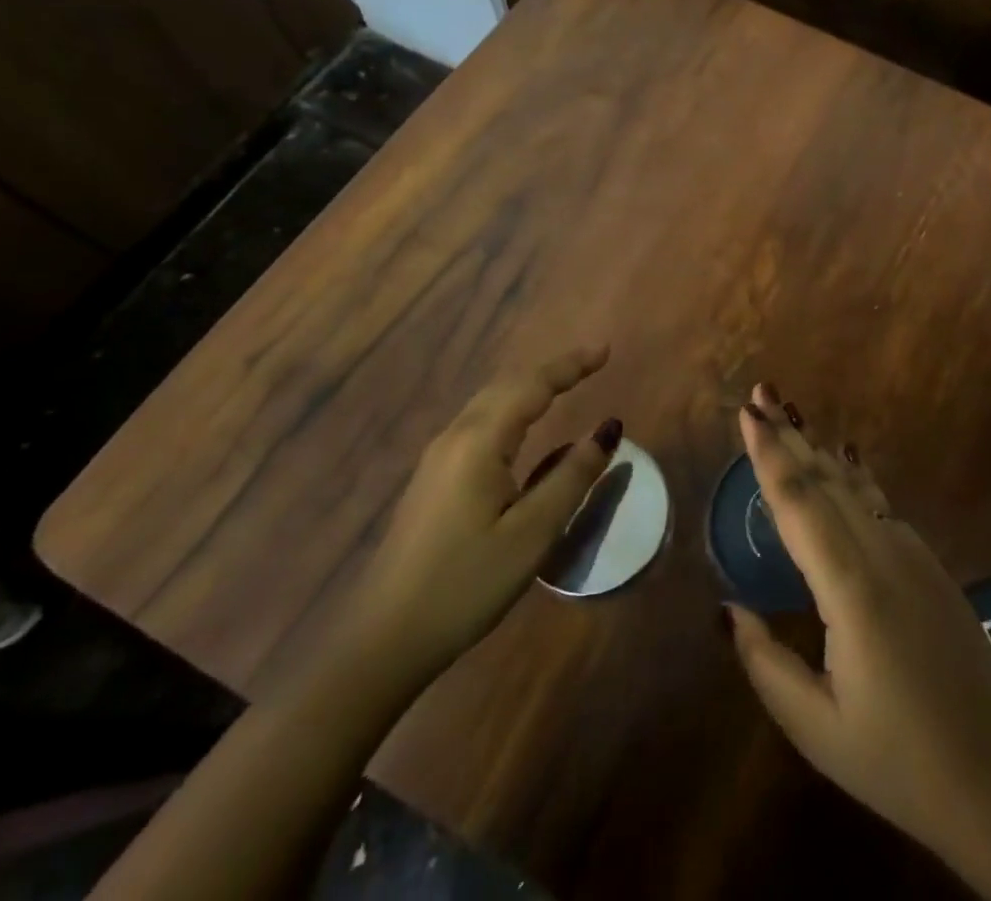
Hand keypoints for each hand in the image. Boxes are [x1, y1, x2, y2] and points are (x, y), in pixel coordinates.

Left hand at [341, 346, 620, 681]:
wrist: (382, 641)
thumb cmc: (465, 584)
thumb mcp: (533, 533)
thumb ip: (572, 476)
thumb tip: (608, 428)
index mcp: (480, 442)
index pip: (532, 385)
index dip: (571, 365)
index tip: (606, 350)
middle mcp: (455, 438)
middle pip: (507, 385)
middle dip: (551, 370)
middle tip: (592, 362)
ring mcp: (437, 459)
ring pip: (489, 402)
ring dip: (529, 387)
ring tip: (564, 384)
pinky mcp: (432, 480)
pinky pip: (479, 423)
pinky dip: (511, 408)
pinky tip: (521, 426)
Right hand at [723, 385, 990, 900]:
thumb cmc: (899, 762)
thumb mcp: (816, 726)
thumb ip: (764, 662)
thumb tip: (727, 608)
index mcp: (851, 588)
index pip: (800, 504)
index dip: (770, 455)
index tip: (748, 412)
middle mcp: (884, 553)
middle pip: (827, 479)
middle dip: (790, 434)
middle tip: (761, 392)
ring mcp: (914, 555)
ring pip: (856, 486)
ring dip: (818, 450)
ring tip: (791, 417)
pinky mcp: (930, 565)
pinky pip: (880, 504)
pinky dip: (849, 477)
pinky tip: (841, 465)